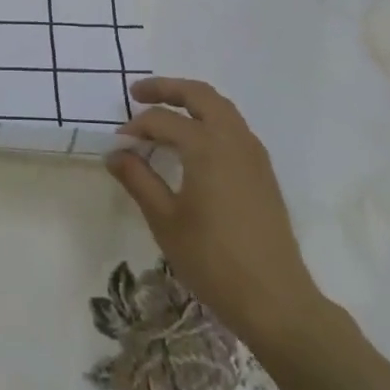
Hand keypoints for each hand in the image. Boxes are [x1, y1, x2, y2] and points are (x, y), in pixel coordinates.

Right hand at [106, 77, 327, 351]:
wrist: (275, 301)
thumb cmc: (213, 260)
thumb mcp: (165, 220)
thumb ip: (138, 179)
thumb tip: (114, 153)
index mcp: (207, 146)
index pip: (162, 120)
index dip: (135, 127)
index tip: (117, 144)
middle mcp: (234, 139)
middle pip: (200, 95)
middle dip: (167, 88)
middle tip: (137, 93)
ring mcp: (254, 154)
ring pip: (221, 108)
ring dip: (191, 102)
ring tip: (164, 113)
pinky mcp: (263, 172)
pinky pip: (233, 128)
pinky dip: (209, 120)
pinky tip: (193, 143)